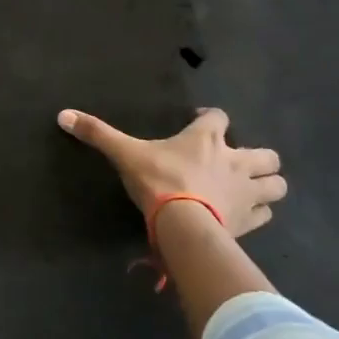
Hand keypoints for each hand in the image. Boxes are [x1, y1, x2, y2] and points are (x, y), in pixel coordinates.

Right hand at [57, 107, 285, 237]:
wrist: (183, 224)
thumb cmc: (157, 181)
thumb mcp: (124, 154)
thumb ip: (97, 134)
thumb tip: (62, 114)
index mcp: (206, 140)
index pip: (219, 117)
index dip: (211, 118)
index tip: (200, 122)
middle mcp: (235, 161)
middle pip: (266, 154)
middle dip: (258, 157)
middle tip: (236, 162)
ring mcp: (247, 192)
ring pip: (276, 185)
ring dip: (267, 185)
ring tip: (250, 189)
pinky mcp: (248, 221)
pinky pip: (265, 215)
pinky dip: (259, 213)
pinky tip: (245, 215)